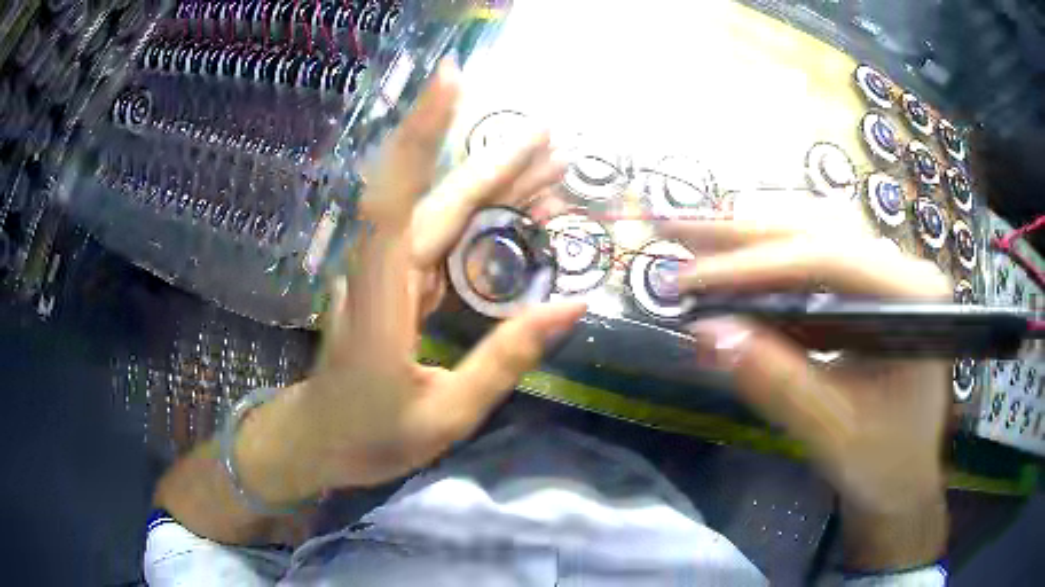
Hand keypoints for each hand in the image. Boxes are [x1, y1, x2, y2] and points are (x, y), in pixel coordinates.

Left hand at [239, 60, 585, 503]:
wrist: (319, 439)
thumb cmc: (371, 435)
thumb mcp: (447, 415)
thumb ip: (505, 359)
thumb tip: (572, 304)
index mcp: (381, 299)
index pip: (394, 198)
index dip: (420, 136)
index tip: (451, 83)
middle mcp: (380, 270)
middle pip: (435, 199)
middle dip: (492, 162)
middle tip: (550, 135)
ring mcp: (387, 274)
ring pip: (443, 215)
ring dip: (493, 187)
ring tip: (549, 164)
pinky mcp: (397, 284)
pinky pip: (445, 243)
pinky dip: (483, 223)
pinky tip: (519, 215)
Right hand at [663, 194, 950, 569]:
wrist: (905, 476)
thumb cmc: (883, 461)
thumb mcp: (832, 432)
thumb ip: (778, 383)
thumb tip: (707, 333)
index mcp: (911, 297)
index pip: (827, 259)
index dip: (755, 265)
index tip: (691, 280)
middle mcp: (900, 269)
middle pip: (816, 230)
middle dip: (741, 232)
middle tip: (675, 229)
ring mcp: (884, 274)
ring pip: (812, 233)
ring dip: (750, 235)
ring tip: (694, 237)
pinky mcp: (866, 289)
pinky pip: (812, 259)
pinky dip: (766, 260)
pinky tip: (732, 260)